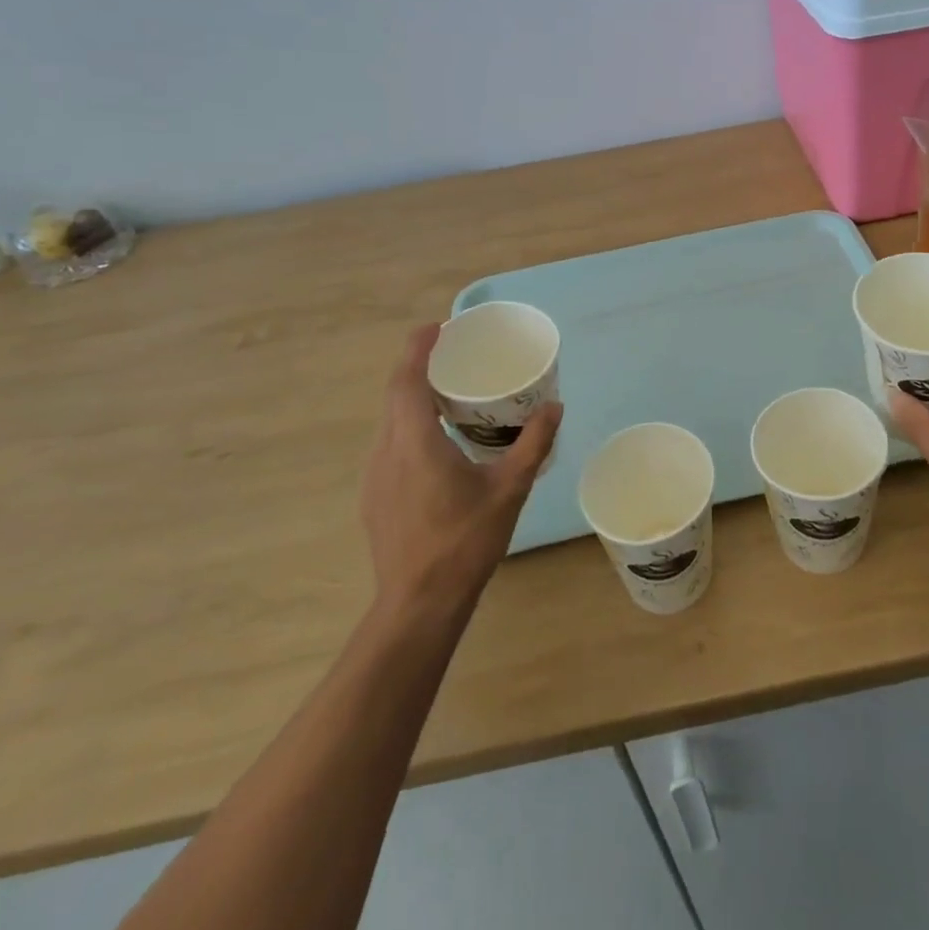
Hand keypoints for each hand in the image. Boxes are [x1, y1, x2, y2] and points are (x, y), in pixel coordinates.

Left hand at [361, 323, 562, 617]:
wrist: (419, 602)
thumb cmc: (465, 541)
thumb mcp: (510, 489)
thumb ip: (533, 444)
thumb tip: (554, 407)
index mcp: (415, 441)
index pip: (407, 379)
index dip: (418, 347)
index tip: (438, 327)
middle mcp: (387, 450)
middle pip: (395, 394)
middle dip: (419, 367)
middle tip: (453, 355)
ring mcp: (374, 474)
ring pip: (390, 420)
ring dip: (413, 397)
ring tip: (448, 393)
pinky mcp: (374, 495)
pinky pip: (390, 444)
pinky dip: (409, 425)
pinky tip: (437, 443)